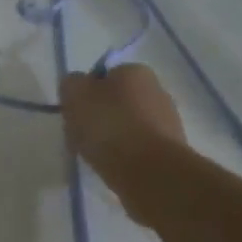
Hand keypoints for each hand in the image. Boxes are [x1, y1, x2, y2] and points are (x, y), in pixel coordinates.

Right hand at [60, 64, 185, 224]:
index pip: (102, 76)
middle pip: (115, 101)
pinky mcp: (170, 148)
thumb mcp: (74, 95)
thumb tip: (77, 85)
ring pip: (126, 124)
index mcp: (135, 71)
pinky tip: (112, 165)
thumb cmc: (108, 125)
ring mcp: (167, 120)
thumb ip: (71, 83)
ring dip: (110, 136)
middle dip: (98, 116)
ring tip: (94, 155)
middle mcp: (157, 89)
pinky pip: (137, 146)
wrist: (148, 170)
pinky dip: (124, 153)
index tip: (73, 113)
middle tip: (80, 135)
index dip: (84, 94)